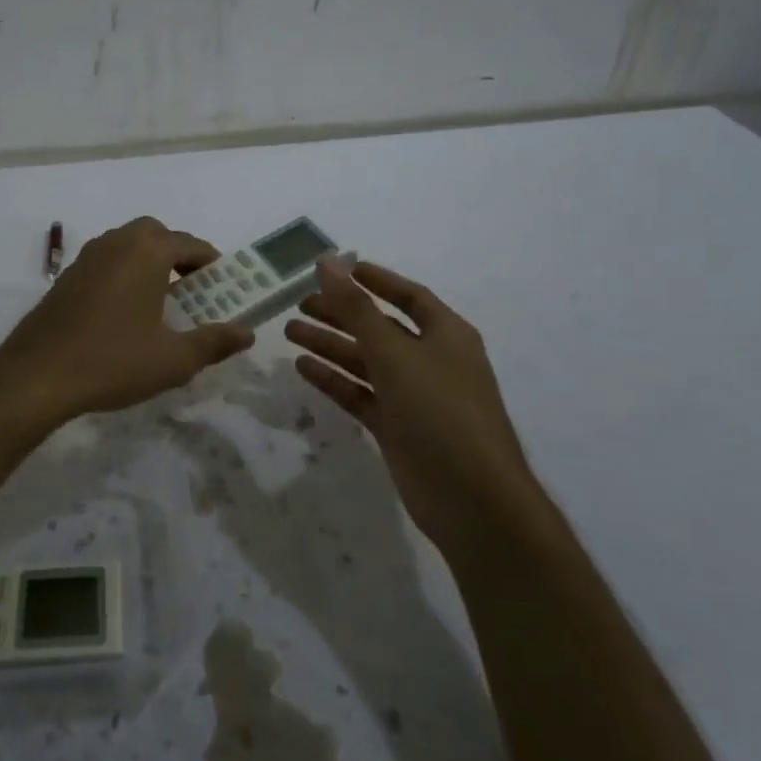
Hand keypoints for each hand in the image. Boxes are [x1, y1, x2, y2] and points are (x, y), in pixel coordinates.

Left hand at [0, 218, 254, 425]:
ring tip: (161, 301)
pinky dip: (123, 274)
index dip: (212, 263)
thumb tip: (247, 333)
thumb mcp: (173, 359)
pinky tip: (124, 313)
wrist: (37, 376)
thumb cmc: (113, 362)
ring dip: (148, 263)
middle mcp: (115, 243)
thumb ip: (214, 342)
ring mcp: (86, 258)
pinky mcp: (66, 277)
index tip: (224, 286)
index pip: (190, 244)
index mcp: (145, 251)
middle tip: (192, 289)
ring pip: (127, 245)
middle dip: (178, 255)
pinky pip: (105, 263)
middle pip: (156, 234)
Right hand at [285, 258, 532, 542]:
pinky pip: (360, 394)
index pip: (408, 296)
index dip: (375, 281)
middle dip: (341, 313)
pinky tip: (303, 367)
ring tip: (289, 331)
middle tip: (299, 304)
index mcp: (446, 335)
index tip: (337, 270)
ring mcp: (413, 396)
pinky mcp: (396, 427)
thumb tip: (327, 262)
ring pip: (365, 361)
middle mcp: (430, 360)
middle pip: (379, 327)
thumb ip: (356, 308)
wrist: (471, 499)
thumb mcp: (395, 352)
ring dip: (330, 344)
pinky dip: (334, 380)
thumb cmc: (440, 410)